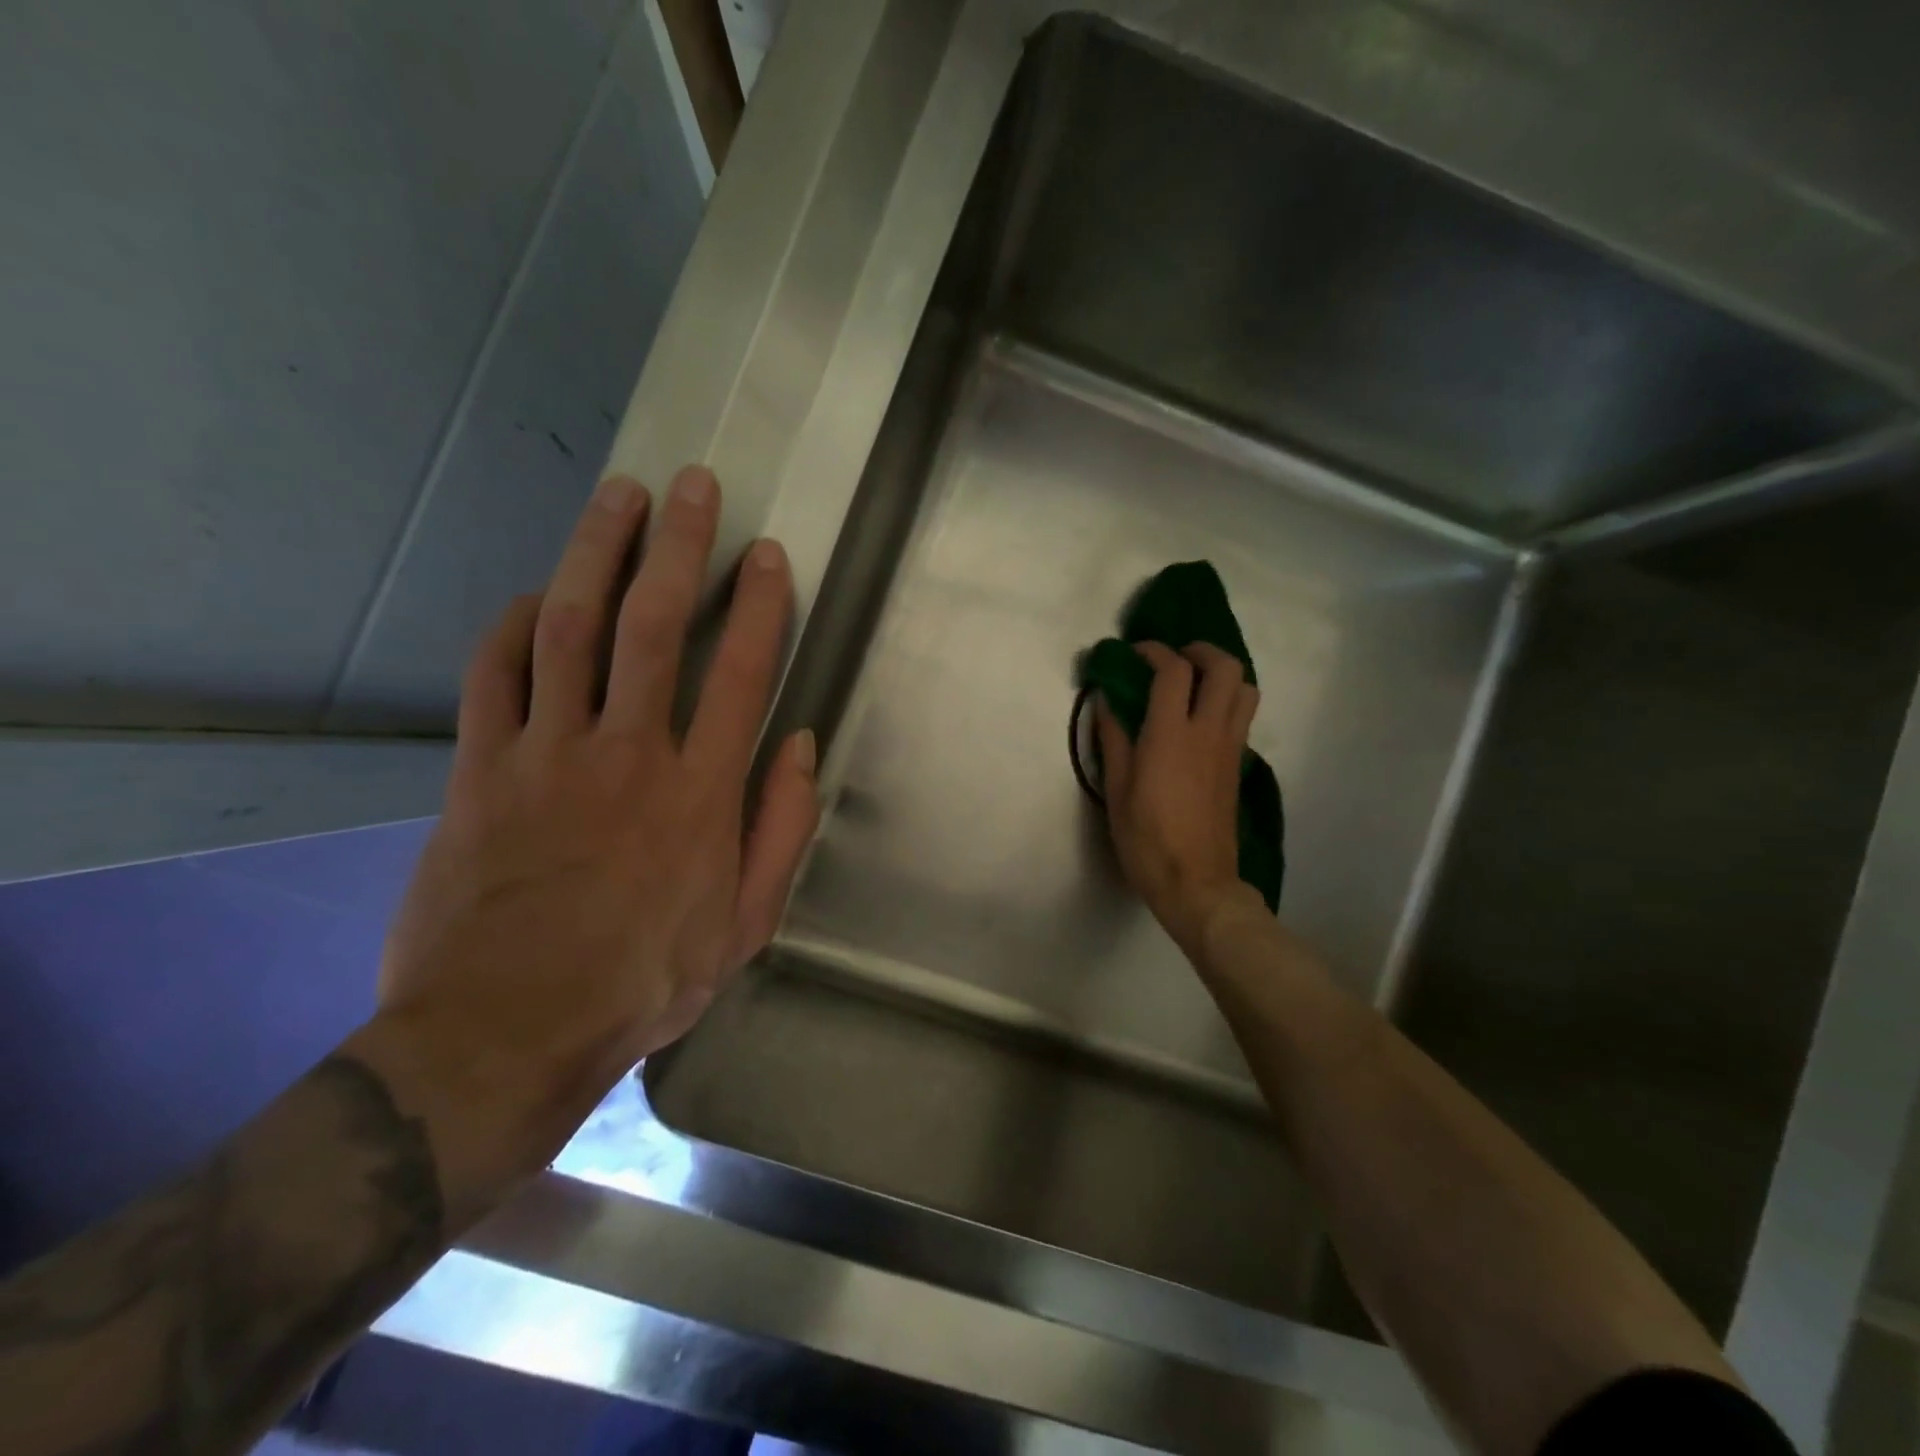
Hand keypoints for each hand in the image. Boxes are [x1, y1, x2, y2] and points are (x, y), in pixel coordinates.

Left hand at [364, 467, 818, 1211]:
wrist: (507, 1031)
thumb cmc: (644, 980)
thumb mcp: (745, 924)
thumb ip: (780, 830)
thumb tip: (799, 746)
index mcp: (700, 792)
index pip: (739, 672)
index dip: (758, 605)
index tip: (767, 554)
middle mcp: (627, 753)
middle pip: (651, 626)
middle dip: (677, 547)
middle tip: (692, 485)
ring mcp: (545, 755)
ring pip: (568, 628)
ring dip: (596, 554)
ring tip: (619, 498)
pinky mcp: (478, 771)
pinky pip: (494, 676)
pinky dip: (513, 626)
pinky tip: (533, 596)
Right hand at [1096, 641, 1262, 959]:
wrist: (1196, 882)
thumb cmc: (1147, 839)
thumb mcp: (1116, 790)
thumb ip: (1113, 740)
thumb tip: (1106, 702)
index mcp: (1171, 736)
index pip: (1173, 671)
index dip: (1155, 651)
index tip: (1135, 652)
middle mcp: (1208, 732)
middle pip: (1225, 668)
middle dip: (1201, 651)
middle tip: (1174, 657)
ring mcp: (1230, 748)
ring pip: (1245, 689)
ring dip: (1222, 673)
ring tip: (1193, 682)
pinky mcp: (1238, 765)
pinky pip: (1242, 716)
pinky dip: (1226, 700)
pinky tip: (1199, 718)